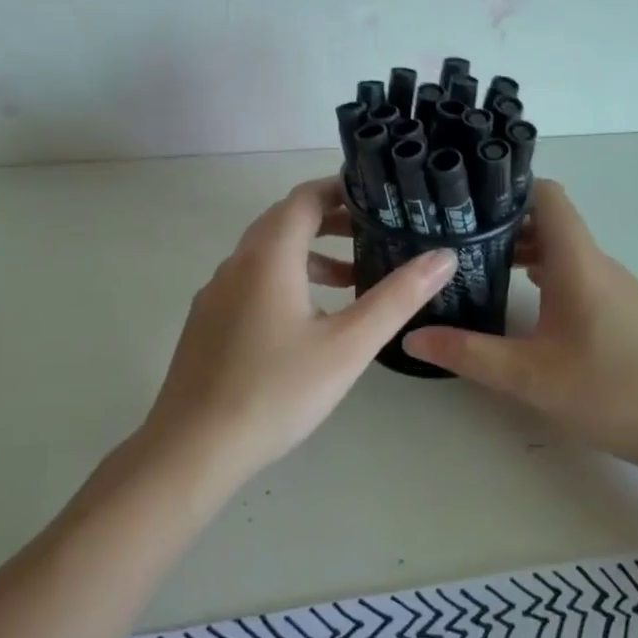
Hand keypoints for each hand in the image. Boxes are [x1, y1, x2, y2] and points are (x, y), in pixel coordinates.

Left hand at [135, 176, 455, 492]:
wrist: (193, 448)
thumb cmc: (277, 391)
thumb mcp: (348, 345)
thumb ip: (397, 297)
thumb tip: (444, 256)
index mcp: (268, 256)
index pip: (304, 198)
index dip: (340, 188)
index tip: (377, 196)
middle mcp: (236, 263)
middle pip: (284, 221)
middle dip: (329, 220)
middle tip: (373, 232)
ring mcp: (216, 294)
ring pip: (266, 254)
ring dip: (309, 254)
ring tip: (351, 279)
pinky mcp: (207, 322)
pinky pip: (251, 281)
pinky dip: (286, 279)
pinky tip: (308, 320)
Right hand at [403, 179, 637, 470]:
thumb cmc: (613, 392)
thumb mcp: (530, 377)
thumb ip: (468, 353)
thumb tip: (411, 337)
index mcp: (577, 261)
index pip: (546, 195)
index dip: (507, 187)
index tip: (464, 200)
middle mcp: (597, 263)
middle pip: (548, 222)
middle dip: (501, 224)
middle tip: (453, 240)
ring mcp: (615, 286)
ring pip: (562, 250)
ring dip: (523, 253)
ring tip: (478, 270)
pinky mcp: (624, 310)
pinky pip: (577, 274)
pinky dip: (545, 275)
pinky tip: (523, 305)